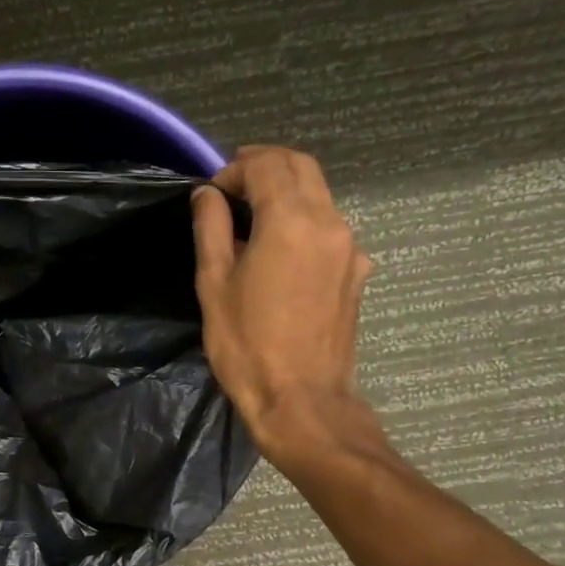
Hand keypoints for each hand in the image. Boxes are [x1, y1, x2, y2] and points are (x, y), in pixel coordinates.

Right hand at [192, 145, 375, 466]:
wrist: (301, 400)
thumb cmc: (247, 345)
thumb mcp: (214, 285)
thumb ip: (210, 229)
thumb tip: (207, 195)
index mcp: (290, 222)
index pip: (267, 165)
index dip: (235, 168)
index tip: (213, 192)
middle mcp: (329, 223)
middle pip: (302, 168)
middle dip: (266, 166)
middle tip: (233, 186)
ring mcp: (350, 248)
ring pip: (320, 195)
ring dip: (286, 192)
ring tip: (252, 218)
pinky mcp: (357, 273)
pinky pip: (330, 229)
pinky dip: (303, 221)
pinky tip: (281, 253)